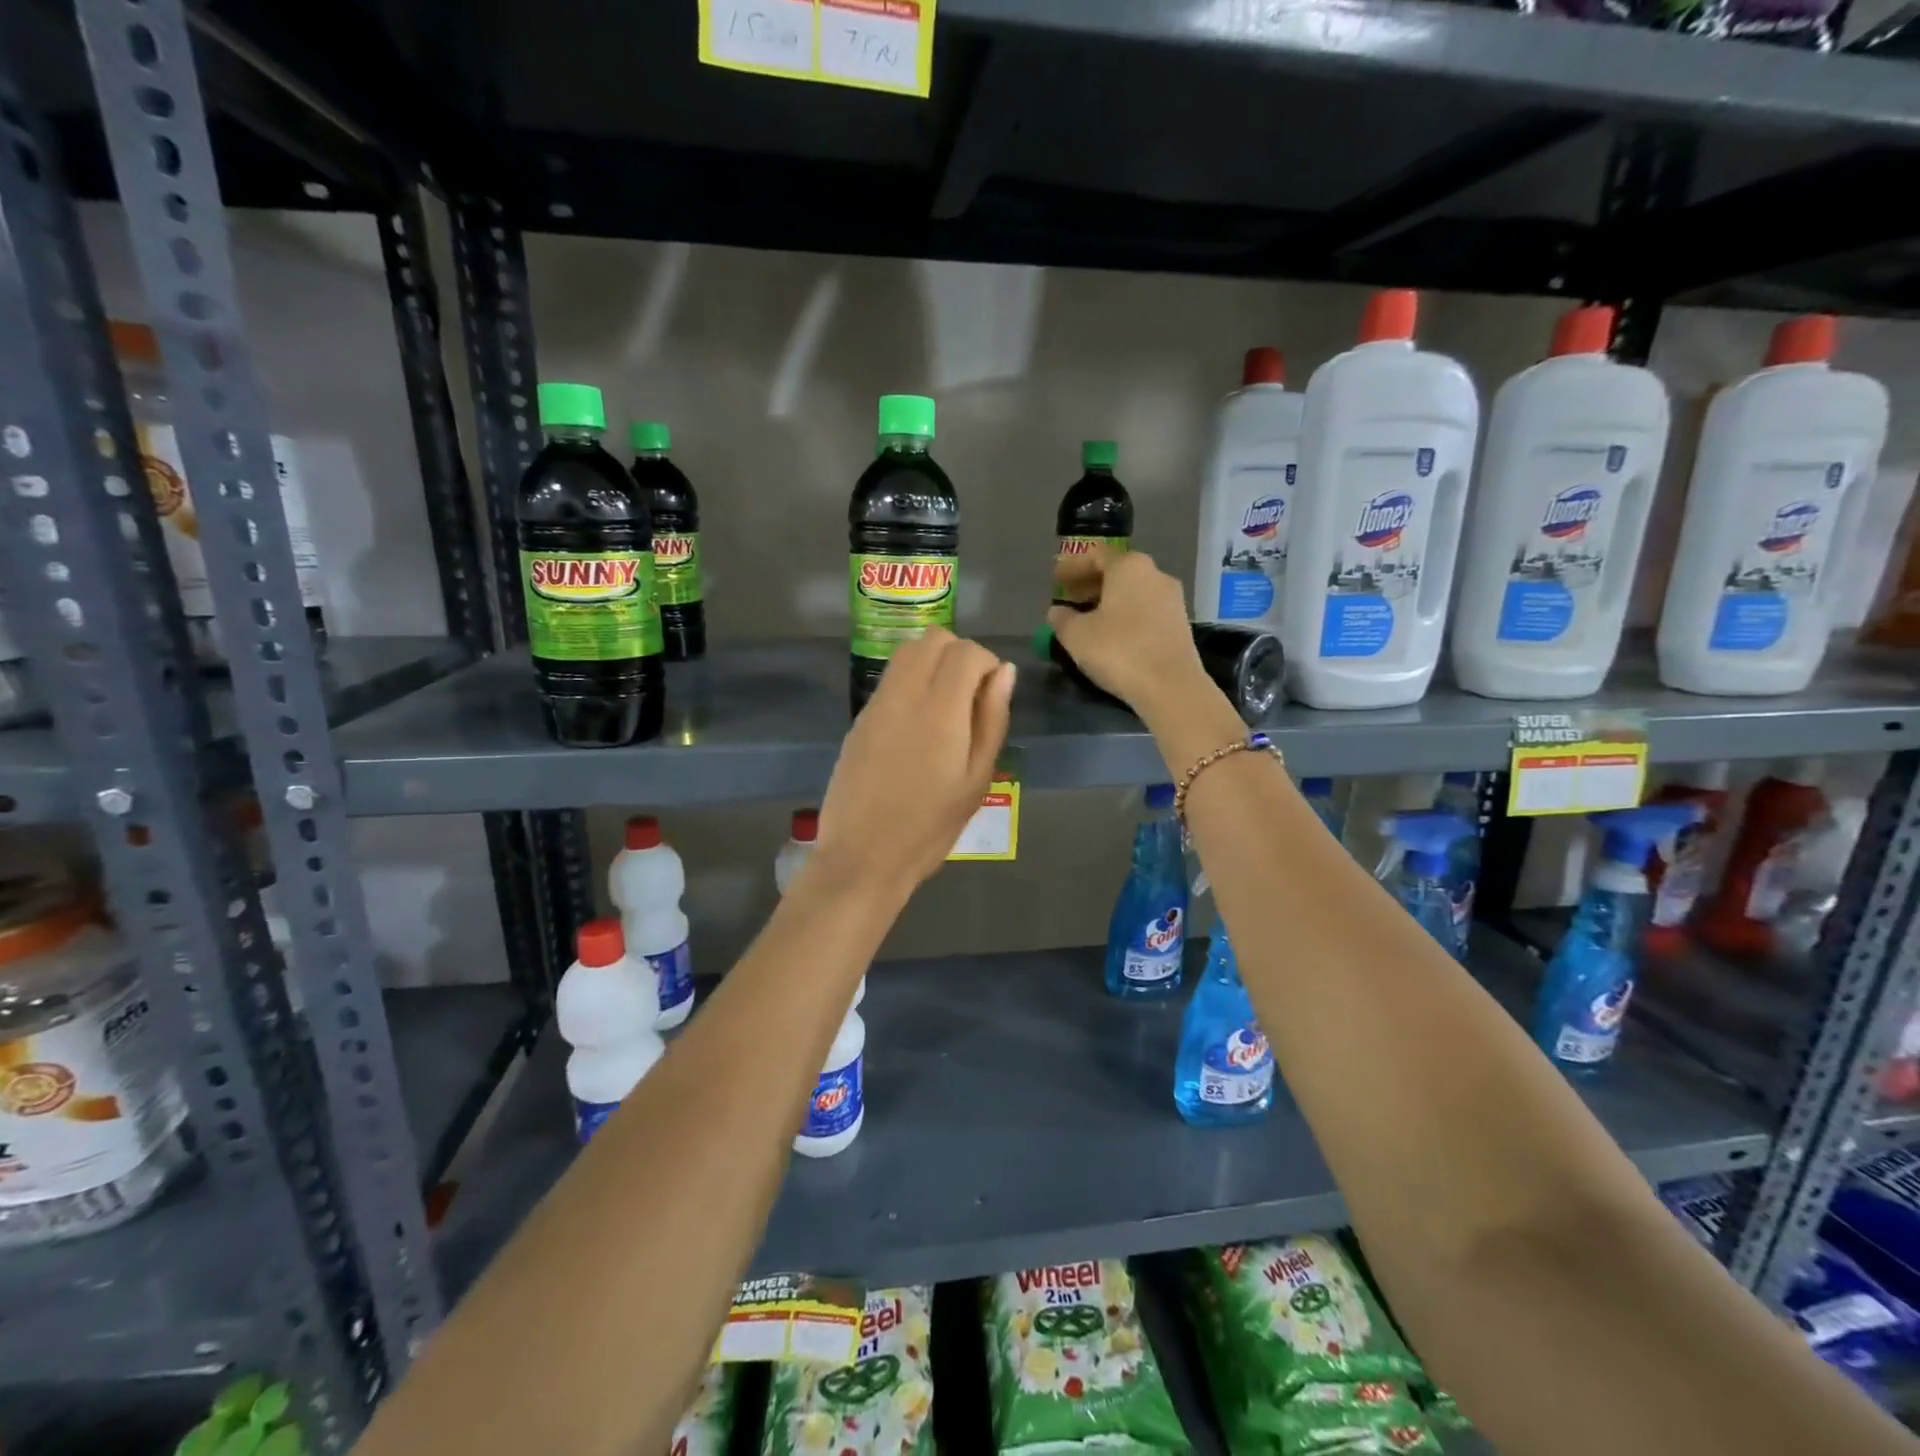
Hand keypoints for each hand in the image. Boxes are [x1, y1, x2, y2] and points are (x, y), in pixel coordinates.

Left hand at [815, 629, 1013, 895]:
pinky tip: (918, 725)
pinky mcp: (860, 719)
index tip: (991, 696)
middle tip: (970, 699)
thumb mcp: (976, 779)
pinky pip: (890, 679)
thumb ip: (992, 719)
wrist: (863, 856)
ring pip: (907, 653)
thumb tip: (1004, 672)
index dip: (986, 663)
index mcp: (939, 709)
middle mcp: (904, 694)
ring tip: (946, 709)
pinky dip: (911, 682)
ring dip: (933, 664)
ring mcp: (876, 704)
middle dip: (959, 655)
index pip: (965, 651)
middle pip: (933, 640)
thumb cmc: (930, 826)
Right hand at [1048, 549, 1207, 719]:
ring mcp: (1172, 599)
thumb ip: (1062, 619)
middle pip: (1117, 571)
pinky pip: (1146, 609)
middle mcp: (1155, 574)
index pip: (1096, 555)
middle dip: (1091, 582)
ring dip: (1109, 600)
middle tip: (1070, 597)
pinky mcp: (1180, 623)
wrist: (1170, 686)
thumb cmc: (1118, 650)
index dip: (1073, 566)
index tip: (1056, 579)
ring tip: (1088, 617)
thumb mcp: (1076, 635)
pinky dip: (1126, 614)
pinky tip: (1112, 633)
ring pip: (1133, 591)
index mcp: (1129, 566)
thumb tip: (1057, 612)